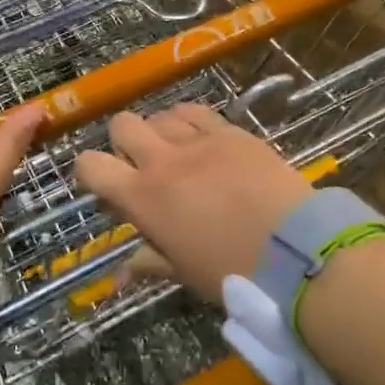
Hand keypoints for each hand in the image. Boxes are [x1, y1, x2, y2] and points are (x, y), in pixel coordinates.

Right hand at [75, 104, 312, 300]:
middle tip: (141, 164)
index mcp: (143, 198)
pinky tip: (200, 137)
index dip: (89, 171)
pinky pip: (195, 112)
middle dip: (123, 142)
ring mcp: (197, 140)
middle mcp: (162, 160)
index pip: (91, 166)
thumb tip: (122, 273)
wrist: (294, 250)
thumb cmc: (232, 271)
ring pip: (159, 114)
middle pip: (122, 125)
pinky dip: (188, 121)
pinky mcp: (229, 131)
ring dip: (159, 131)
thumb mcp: (184, 271)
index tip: (103, 183)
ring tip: (176, 151)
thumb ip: (149, 261)